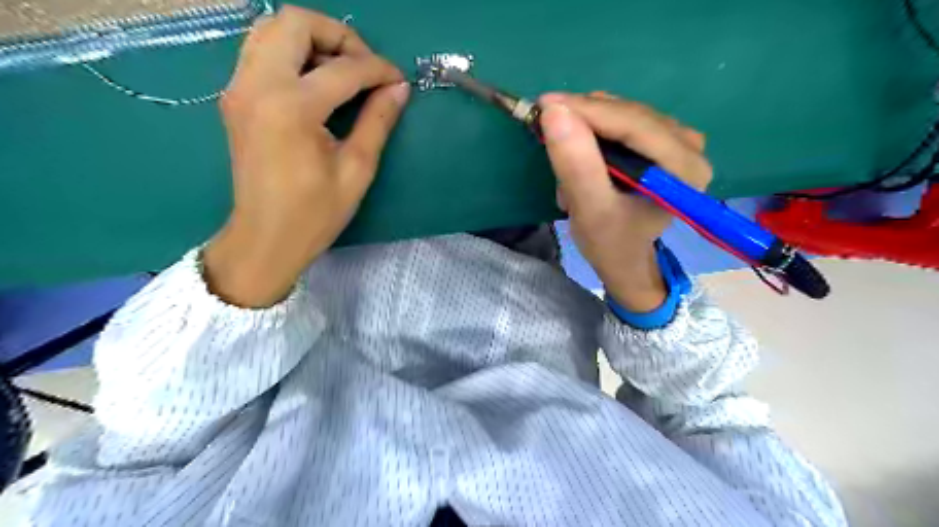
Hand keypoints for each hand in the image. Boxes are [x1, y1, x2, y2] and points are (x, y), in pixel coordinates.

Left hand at [205, 7, 408, 305]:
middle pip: (295, 22)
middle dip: (339, 37)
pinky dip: (291, 52)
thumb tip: (399, 89)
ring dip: (312, 40)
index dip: (378, 69)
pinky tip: (315, 82)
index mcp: (291, 107)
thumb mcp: (356, 169)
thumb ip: (377, 121)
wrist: (265, 238)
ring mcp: (239, 87)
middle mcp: (257, 84)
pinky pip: (260, 50)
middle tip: (365, 68)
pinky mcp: (235, 97)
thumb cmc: (315, 213)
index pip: (343, 68)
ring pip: (271, 29)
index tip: (398, 81)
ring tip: (342, 71)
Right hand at [539, 92, 708, 311]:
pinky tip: (582, 153)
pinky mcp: (664, 142)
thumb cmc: (610, 243)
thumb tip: (554, 113)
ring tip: (564, 155)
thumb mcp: (590, 211)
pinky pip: (624, 122)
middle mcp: (690, 146)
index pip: (632, 123)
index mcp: (683, 167)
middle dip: (583, 119)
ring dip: (587, 128)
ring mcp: (679, 141)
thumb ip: (576, 166)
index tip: (543, 104)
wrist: (624, 258)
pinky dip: (595, 132)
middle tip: (543, 127)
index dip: (586, 110)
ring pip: (624, 114)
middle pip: (630, 114)